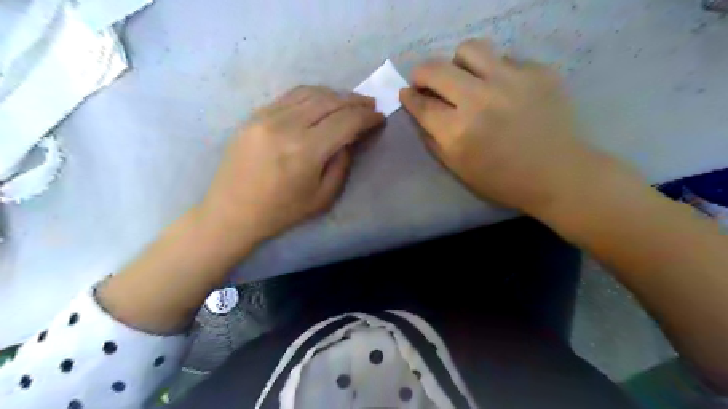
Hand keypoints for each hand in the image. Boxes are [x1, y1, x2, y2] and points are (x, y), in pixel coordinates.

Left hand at [198, 85, 380, 246]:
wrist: (232, 211)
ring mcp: (267, 116)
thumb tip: (349, 138)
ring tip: (349, 102)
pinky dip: (313, 95)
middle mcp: (287, 126)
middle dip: (355, 101)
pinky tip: (322, 101)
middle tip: (370, 106)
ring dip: (335, 94)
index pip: (346, 122)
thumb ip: (341, 164)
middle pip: (330, 101)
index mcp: (305, 151)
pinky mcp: (255, 115)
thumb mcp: (322, 197)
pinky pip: (290, 96)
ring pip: (310, 93)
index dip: (367, 118)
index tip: (379, 118)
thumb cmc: (280, 211)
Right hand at [401, 39, 608, 215]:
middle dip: (423, 74)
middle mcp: (479, 99)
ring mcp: (510, 80)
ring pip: (469, 49)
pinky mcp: (537, 71)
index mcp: (458, 131)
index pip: (421, 104)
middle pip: (436, 68)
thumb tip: (419, 110)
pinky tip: (504, 91)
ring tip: (466, 79)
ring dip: (458, 63)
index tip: (407, 93)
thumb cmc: (502, 180)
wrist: (557, 174)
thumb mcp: (457, 168)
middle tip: (428, 83)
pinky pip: (504, 59)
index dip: (409, 96)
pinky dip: (495, 73)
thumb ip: (432, 138)